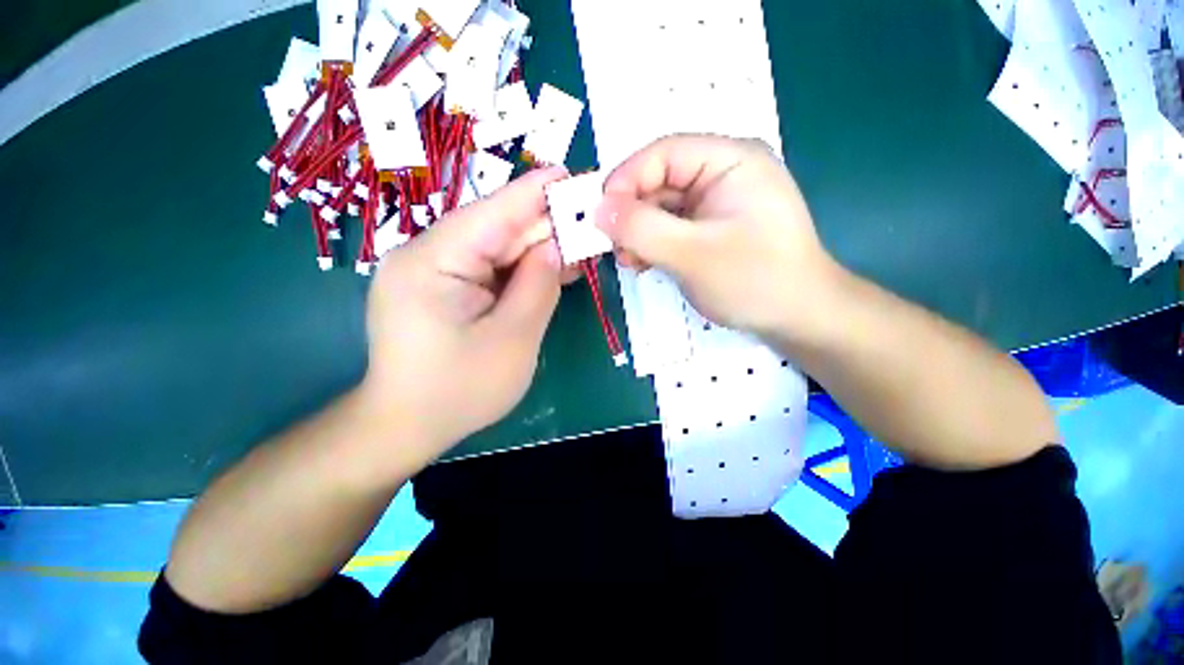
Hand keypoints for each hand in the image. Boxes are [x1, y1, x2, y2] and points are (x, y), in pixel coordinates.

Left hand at [360, 166, 569, 462]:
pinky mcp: (441, 288)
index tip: (571, 175)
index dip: (535, 193)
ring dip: (536, 250)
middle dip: (543, 225)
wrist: (406, 426)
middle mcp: (425, 256)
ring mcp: (431, 272)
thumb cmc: (459, 391)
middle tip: (587, 220)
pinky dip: (520, 270)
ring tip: (578, 248)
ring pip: (495, 250)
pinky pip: (488, 269)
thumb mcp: (513, 339)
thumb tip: (556, 247)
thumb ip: (538, 286)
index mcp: (432, 262)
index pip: (493, 214)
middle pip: (495, 229)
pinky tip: (549, 270)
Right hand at [596, 134, 839, 337]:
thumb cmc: (754, 281)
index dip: (625, 180)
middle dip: (631, 213)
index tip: (599, 215)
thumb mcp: (693, 254)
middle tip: (611, 245)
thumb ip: (642, 229)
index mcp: (730, 160)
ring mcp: (716, 202)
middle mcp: (723, 173)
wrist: (797, 318)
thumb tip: (598, 210)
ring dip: (638, 232)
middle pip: (660, 180)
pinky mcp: (710, 228)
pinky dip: (652, 243)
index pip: (663, 153)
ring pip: (661, 207)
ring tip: (627, 259)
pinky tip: (642, 262)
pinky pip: (671, 227)